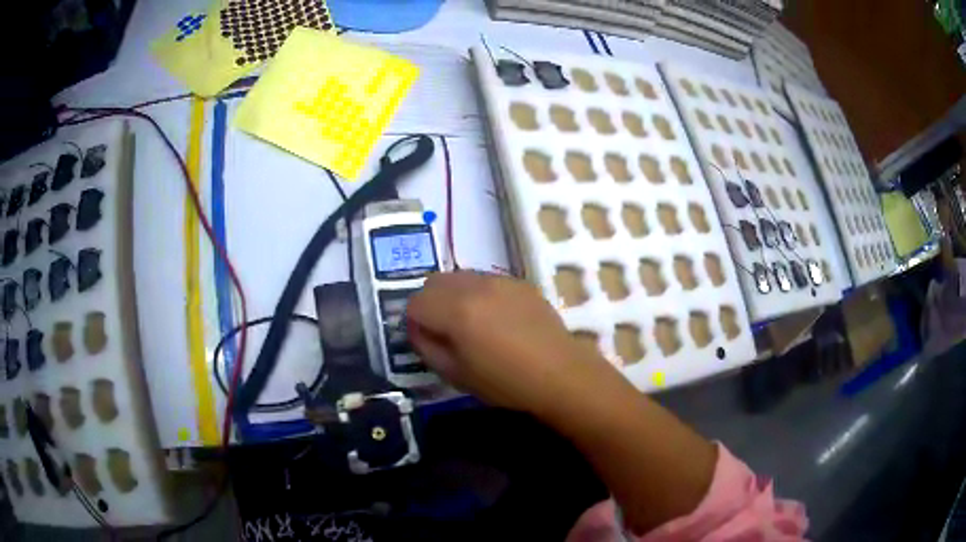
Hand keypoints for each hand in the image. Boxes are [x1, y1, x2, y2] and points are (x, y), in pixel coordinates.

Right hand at [406, 272, 609, 414]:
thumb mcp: (455, 374)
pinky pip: (485, 279)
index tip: (428, 340)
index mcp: (456, 310)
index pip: (415, 302)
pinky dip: (479, 293)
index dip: (415, 323)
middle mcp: (475, 285)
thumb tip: (417, 327)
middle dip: (430, 303)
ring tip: (472, 323)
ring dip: (454, 295)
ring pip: (459, 276)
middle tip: (445, 330)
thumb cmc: (505, 382)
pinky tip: (497, 318)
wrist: (560, 374)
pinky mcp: (519, 281)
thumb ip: (426, 346)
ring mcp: (499, 279)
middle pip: (434, 282)